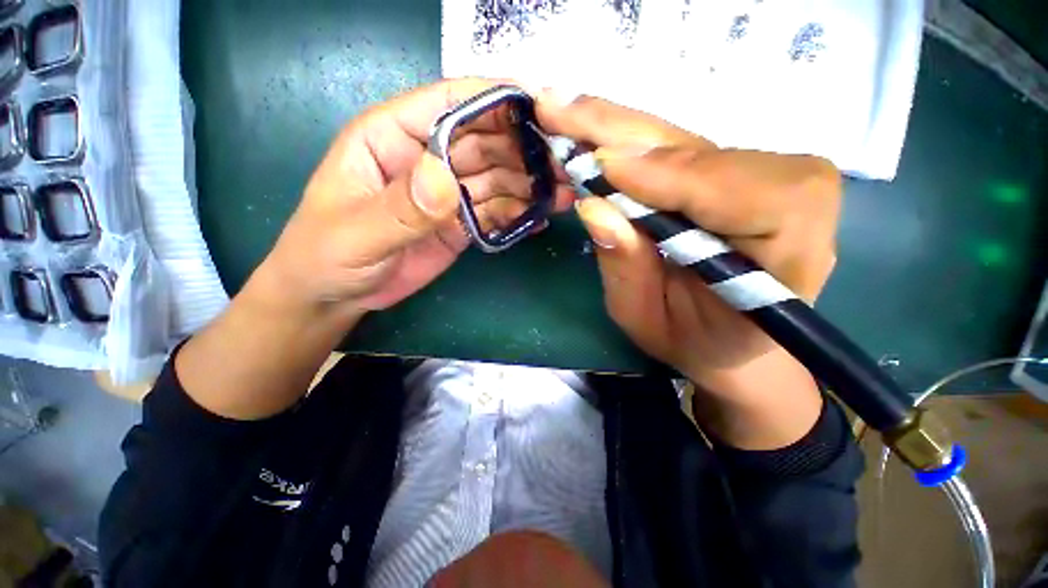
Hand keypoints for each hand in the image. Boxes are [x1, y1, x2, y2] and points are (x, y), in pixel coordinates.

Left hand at [260, 78, 573, 319]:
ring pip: (497, 179)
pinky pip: (494, 213)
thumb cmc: (326, 255)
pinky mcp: (460, 223)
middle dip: (525, 150)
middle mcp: (427, 158)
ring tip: (561, 195)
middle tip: (563, 166)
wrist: (336, 295)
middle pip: (485, 142)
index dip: (494, 101)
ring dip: (529, 185)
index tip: (540, 109)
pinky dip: (517, 214)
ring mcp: (447, 194)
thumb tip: (446, 179)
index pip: (448, 103)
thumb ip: (399, 207)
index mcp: (393, 137)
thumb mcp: (355, 233)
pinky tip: (538, 219)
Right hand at [537, 94, 841, 448]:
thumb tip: (594, 206)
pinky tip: (592, 132)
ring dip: (615, 129)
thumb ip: (626, 267)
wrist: (730, 342)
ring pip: (679, 140)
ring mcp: (762, 174)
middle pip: (697, 148)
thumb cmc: (694, 341)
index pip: (733, 189)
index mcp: (789, 246)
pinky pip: (671, 149)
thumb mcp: (648, 320)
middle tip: (557, 107)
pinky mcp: (733, 170)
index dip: (663, 176)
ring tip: (564, 113)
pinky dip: (625, 141)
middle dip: (620, 131)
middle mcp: (788, 193)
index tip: (599, 168)